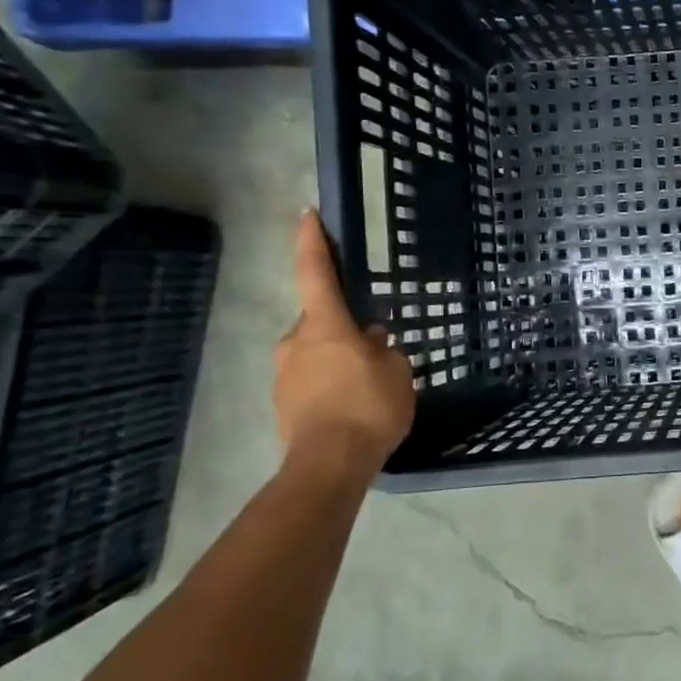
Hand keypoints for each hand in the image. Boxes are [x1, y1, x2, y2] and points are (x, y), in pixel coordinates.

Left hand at [275, 210, 415, 472]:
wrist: (330, 464)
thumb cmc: (369, 406)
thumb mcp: (397, 371)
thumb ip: (385, 349)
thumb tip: (371, 340)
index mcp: (325, 326)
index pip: (315, 273)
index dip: (312, 243)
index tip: (308, 216)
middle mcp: (296, 343)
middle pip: (319, 322)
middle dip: (342, 329)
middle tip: (373, 347)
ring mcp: (284, 375)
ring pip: (315, 354)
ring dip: (337, 360)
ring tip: (368, 385)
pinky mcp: (283, 404)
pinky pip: (312, 381)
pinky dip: (330, 385)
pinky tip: (353, 406)